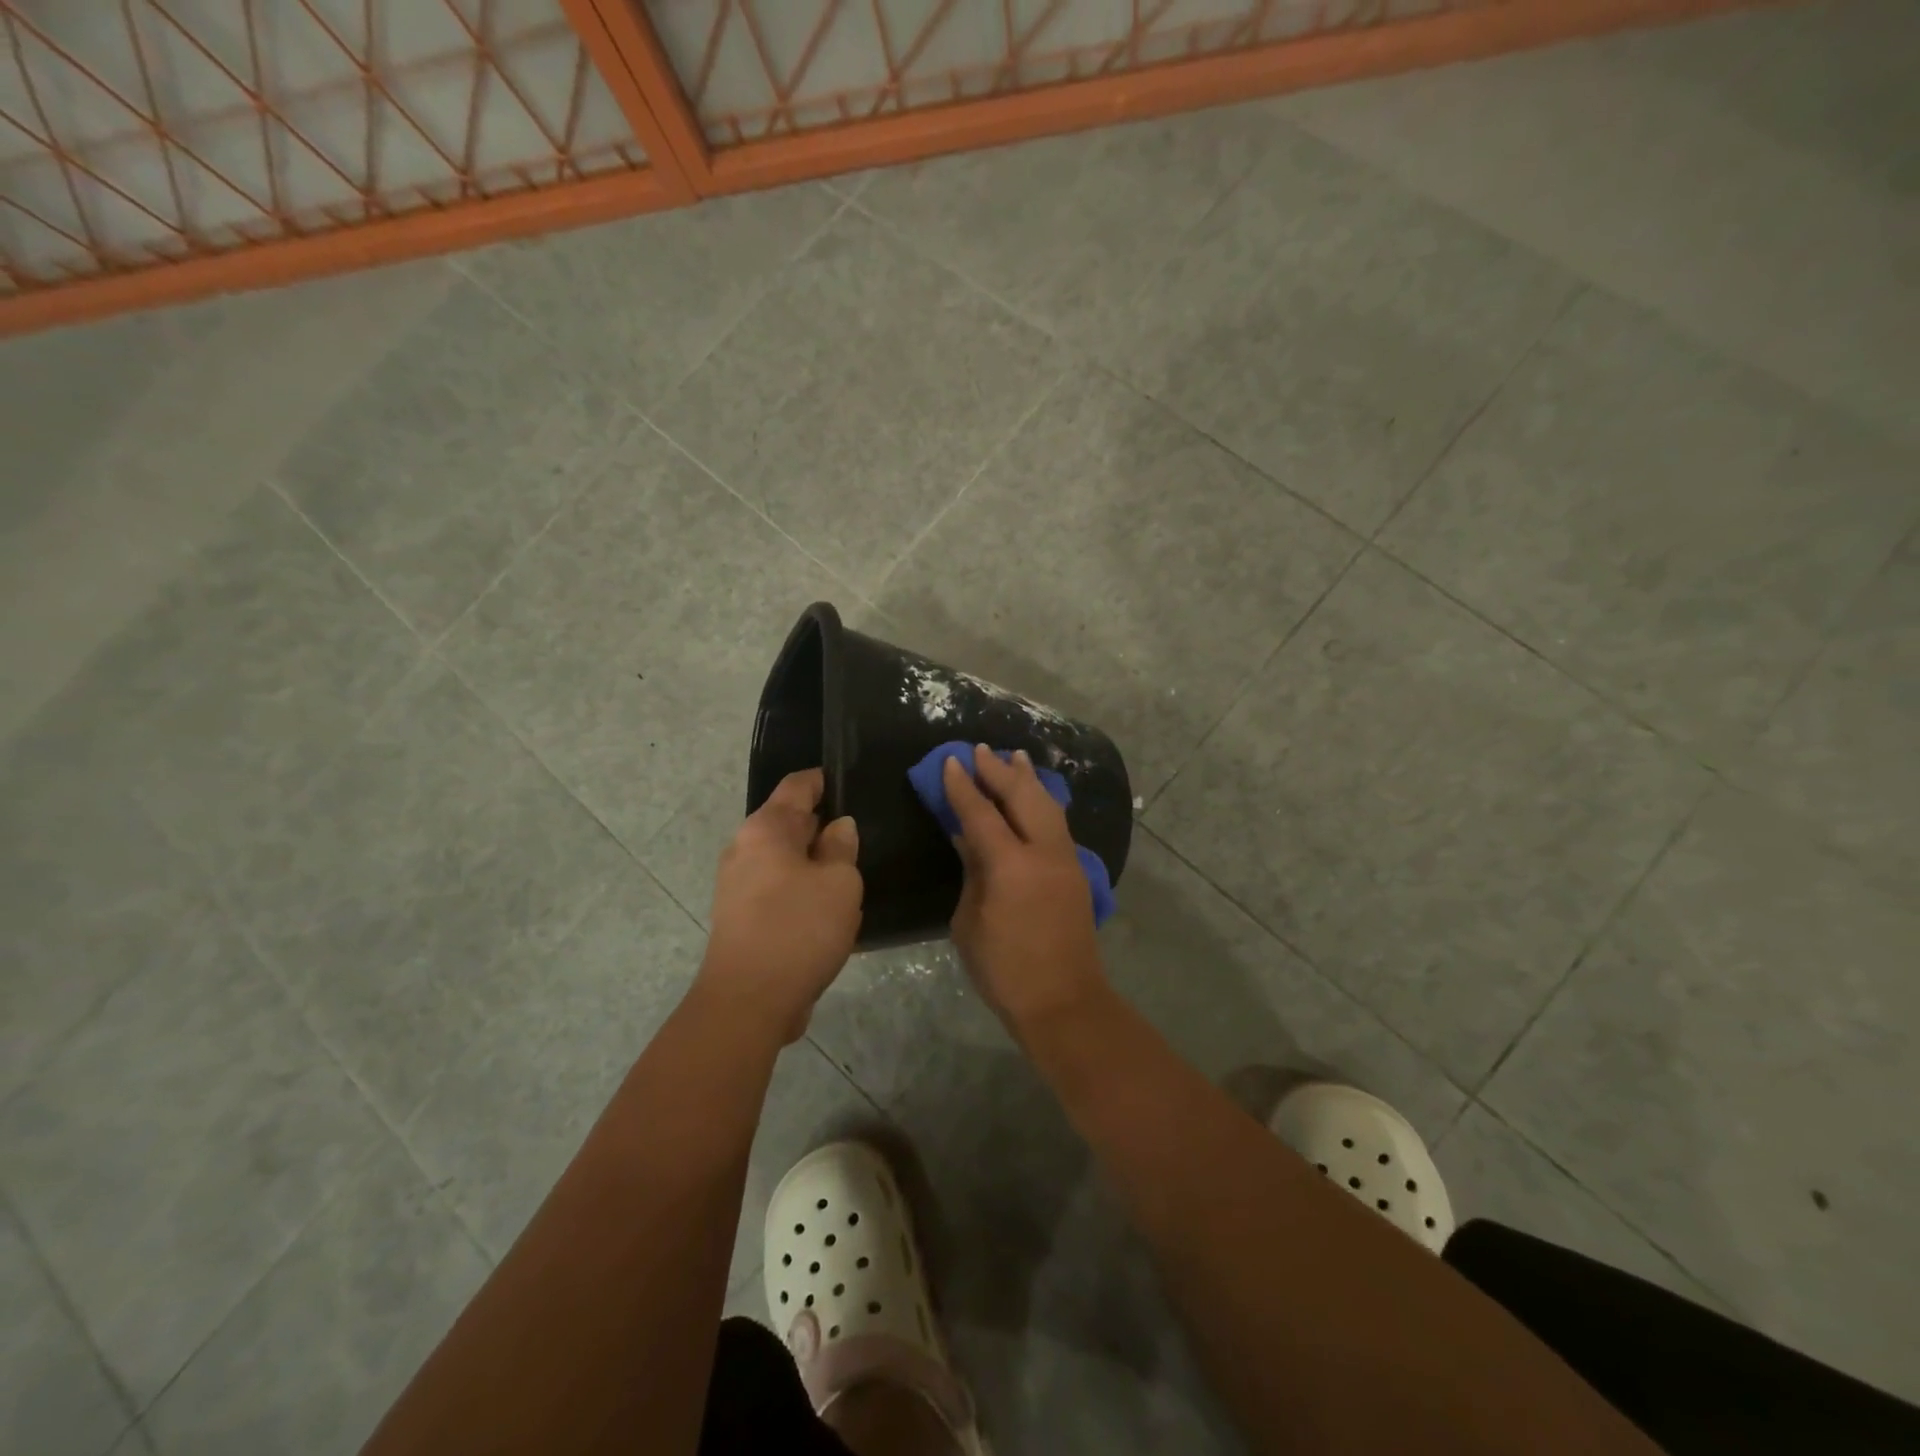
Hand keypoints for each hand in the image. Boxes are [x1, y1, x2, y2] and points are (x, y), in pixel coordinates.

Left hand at [700, 769, 861, 1043]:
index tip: (851, 782)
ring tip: (853, 873)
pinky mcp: (742, 918)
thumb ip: (841, 847)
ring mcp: (738, 885)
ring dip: (815, 864)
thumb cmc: (799, 928)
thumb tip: (838, 827)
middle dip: (823, 826)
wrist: (749, 1001)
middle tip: (863, 832)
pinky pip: (779, 890)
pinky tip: (831, 910)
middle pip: (788, 823)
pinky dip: (803, 891)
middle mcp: (745, 849)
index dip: (824, 780)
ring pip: (786, 860)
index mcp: (766, 829)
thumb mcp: (839, 883)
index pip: (797, 786)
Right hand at [944, 744, 1106, 1030]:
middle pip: (1022, 796)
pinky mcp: (1076, 871)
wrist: (1063, 1001)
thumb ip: (972, 872)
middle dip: (999, 771)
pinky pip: (1058, 823)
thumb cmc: (1004, 970)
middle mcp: (1043, 852)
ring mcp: (1066, 859)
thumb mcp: (969, 921)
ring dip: (1028, 780)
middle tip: (981, 750)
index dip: (963, 786)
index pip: (981, 812)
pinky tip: (1036, 796)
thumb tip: (968, 838)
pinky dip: (1043, 802)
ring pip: (1048, 805)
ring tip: (1015, 757)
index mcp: (1010, 865)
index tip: (951, 761)